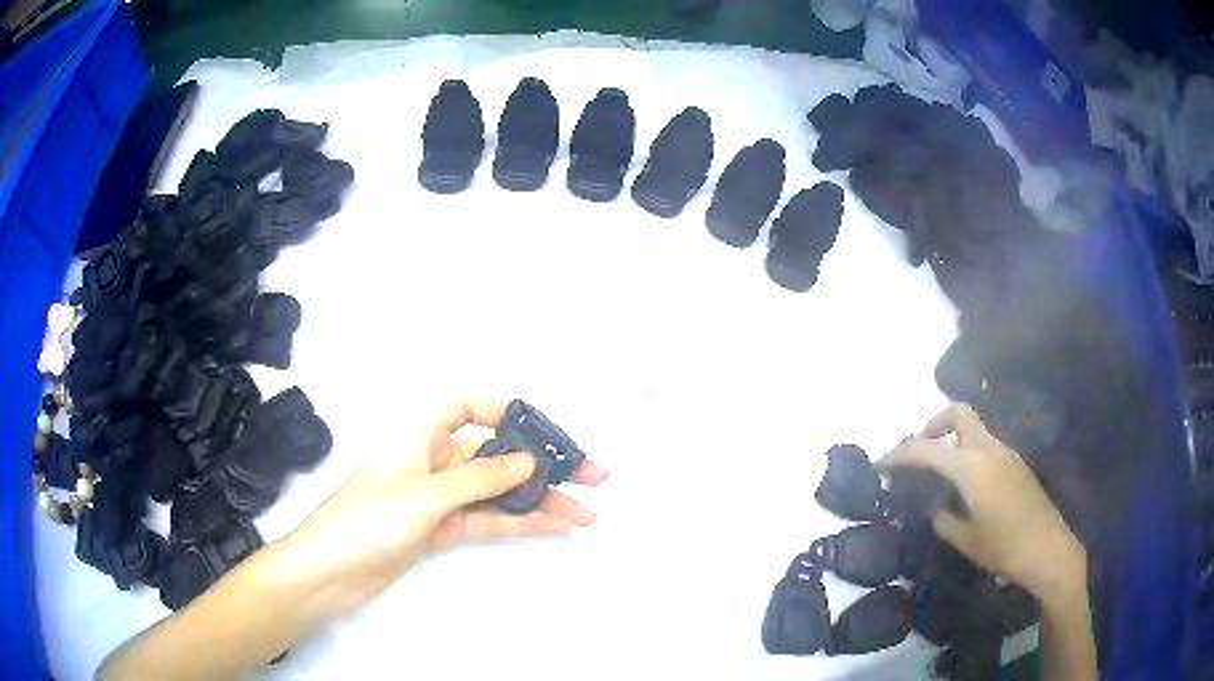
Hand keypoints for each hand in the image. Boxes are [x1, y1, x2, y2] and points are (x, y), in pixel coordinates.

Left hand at [272, 399, 608, 619]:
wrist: (329, 573)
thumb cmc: (366, 520)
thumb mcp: (424, 495)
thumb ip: (479, 479)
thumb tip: (528, 463)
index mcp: (419, 432)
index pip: (467, 405)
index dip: (506, 409)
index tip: (544, 430)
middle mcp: (432, 458)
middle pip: (495, 454)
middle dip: (541, 464)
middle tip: (590, 474)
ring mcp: (439, 496)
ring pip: (497, 492)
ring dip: (538, 501)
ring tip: (585, 511)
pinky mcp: (441, 528)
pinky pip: (486, 519)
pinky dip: (517, 522)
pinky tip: (551, 525)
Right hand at [881, 403, 1084, 601]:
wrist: (1048, 549)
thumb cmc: (1004, 547)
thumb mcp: (965, 539)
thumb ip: (944, 517)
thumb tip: (936, 507)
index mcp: (972, 466)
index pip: (927, 448)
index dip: (899, 453)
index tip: (880, 464)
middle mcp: (989, 448)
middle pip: (958, 413)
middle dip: (932, 425)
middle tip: (917, 453)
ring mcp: (1006, 452)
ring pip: (973, 428)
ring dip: (951, 438)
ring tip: (936, 472)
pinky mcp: (1015, 463)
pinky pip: (984, 444)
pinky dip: (966, 451)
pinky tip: (963, 484)